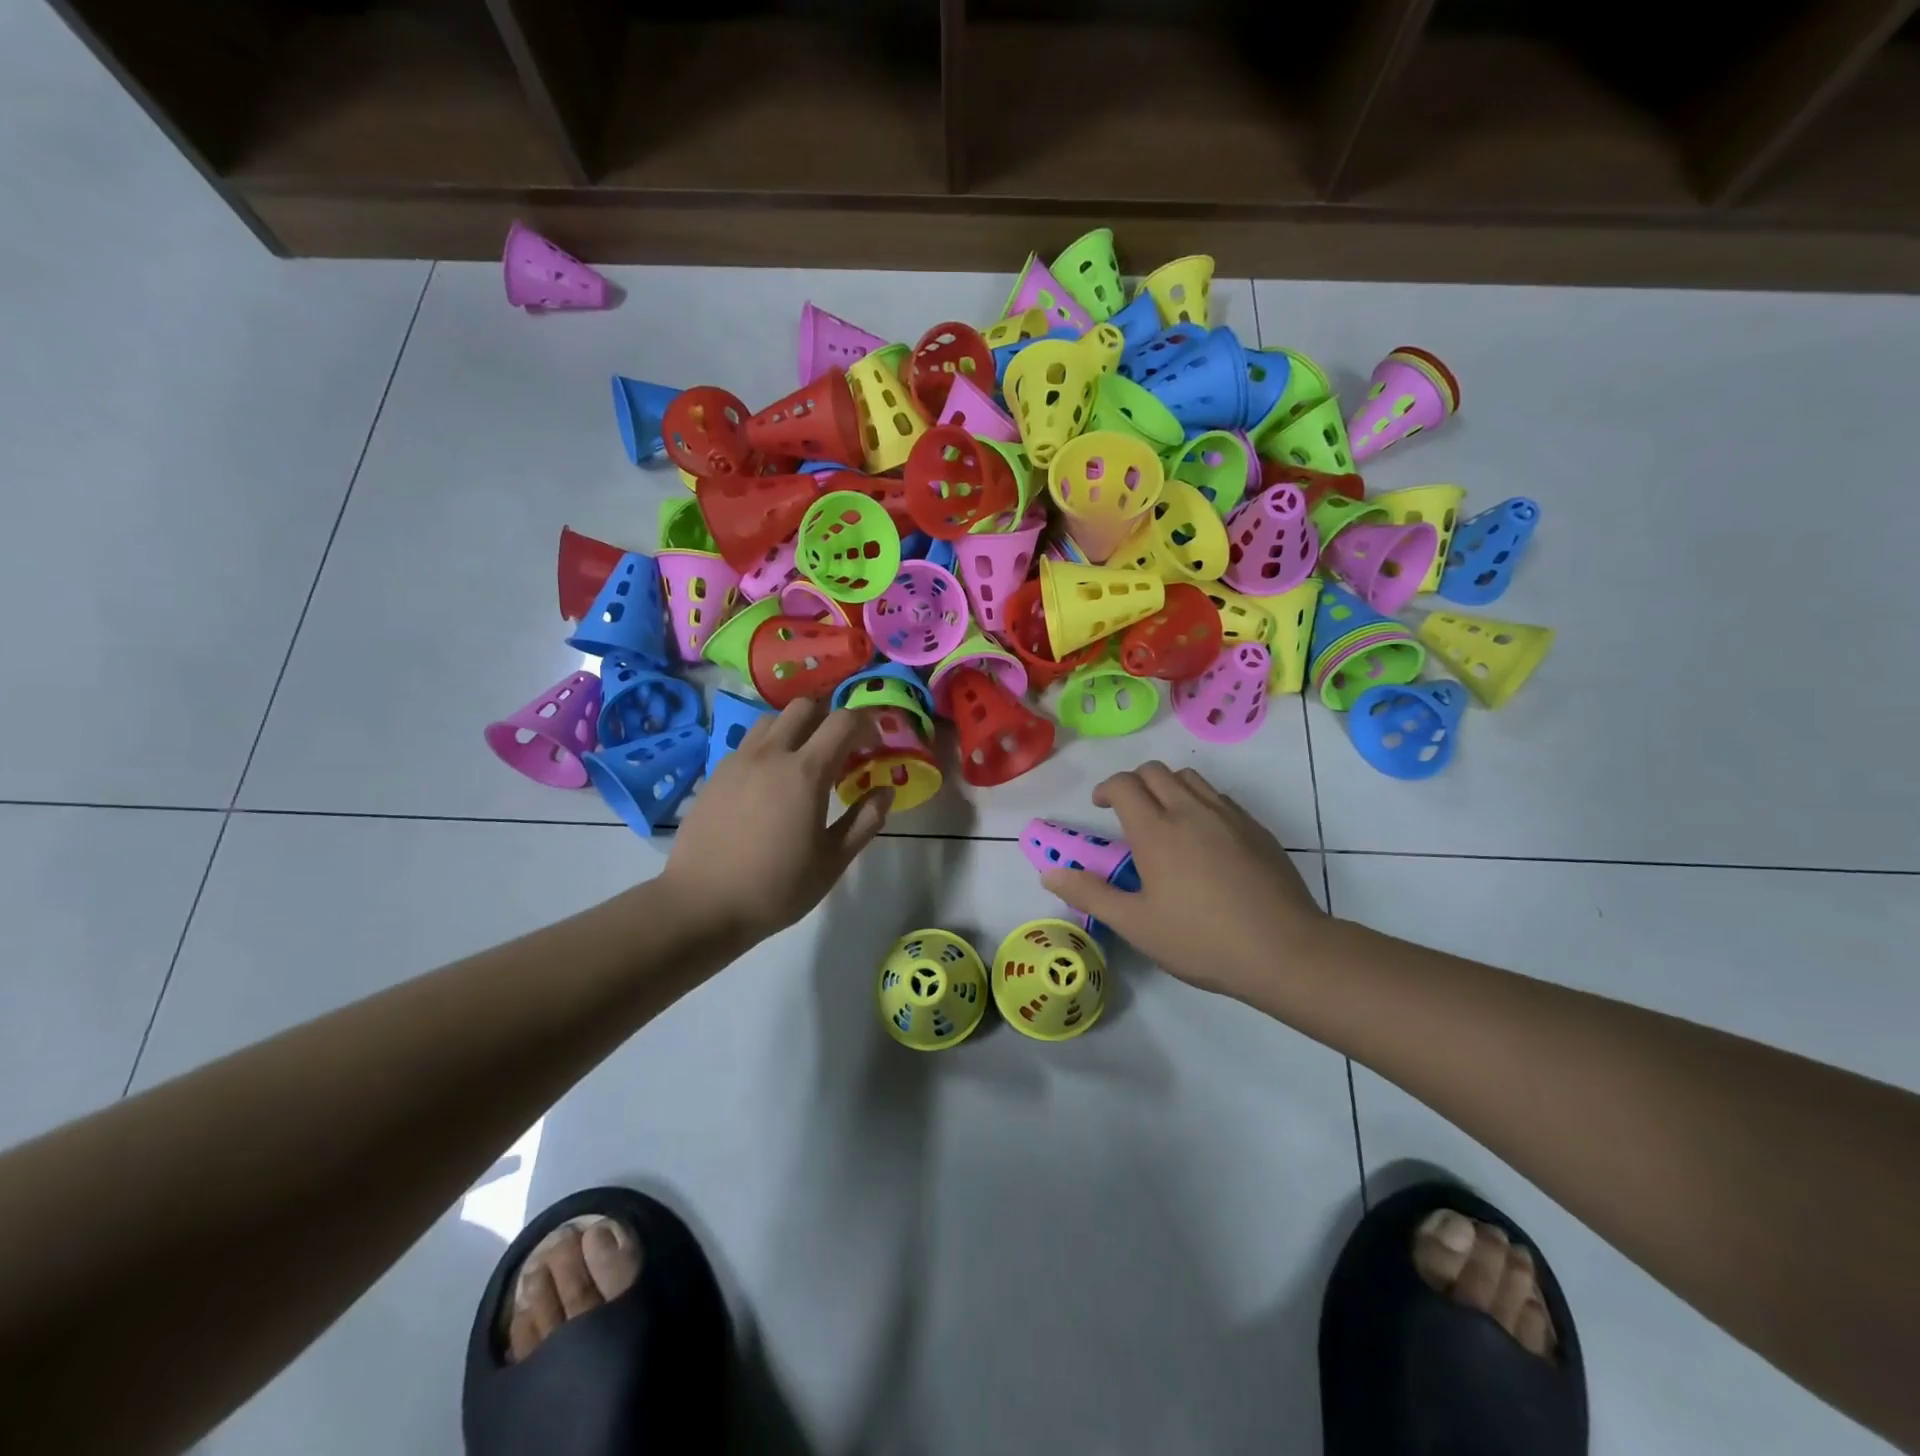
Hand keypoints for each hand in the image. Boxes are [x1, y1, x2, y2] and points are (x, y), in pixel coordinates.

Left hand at [661, 698, 890, 942]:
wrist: (701, 903)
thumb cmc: (776, 887)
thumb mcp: (833, 861)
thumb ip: (865, 821)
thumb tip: (885, 790)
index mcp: (805, 772)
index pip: (843, 722)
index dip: (866, 725)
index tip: (874, 746)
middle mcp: (770, 754)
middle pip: (804, 707)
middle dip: (829, 718)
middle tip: (840, 749)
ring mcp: (738, 761)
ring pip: (772, 720)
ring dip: (796, 728)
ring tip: (804, 760)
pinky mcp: (715, 774)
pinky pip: (748, 743)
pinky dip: (769, 747)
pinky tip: (770, 783)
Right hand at [1041, 762, 1324, 1000]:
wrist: (1284, 950)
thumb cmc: (1201, 940)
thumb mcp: (1136, 925)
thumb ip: (1091, 893)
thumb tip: (1049, 873)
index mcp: (1156, 830)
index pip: (1123, 784)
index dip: (1106, 788)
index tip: (1100, 806)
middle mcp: (1190, 810)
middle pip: (1155, 771)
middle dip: (1134, 782)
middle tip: (1127, 811)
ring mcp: (1227, 815)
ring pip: (1189, 777)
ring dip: (1167, 786)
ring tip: (1164, 818)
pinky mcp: (1255, 828)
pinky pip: (1218, 797)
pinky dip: (1199, 801)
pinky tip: (1202, 836)